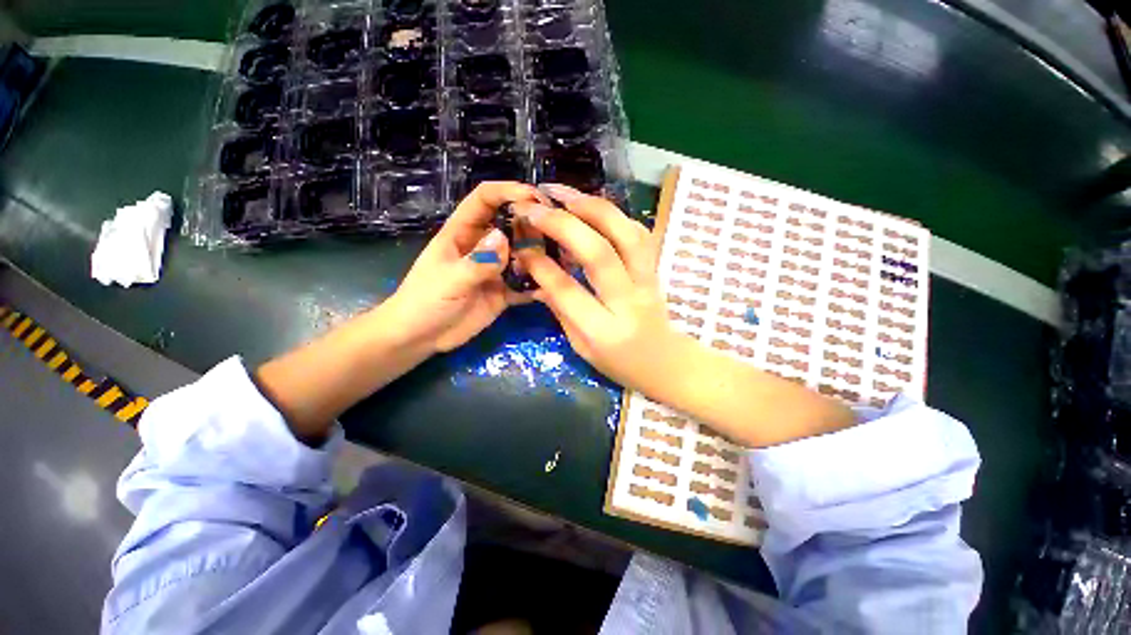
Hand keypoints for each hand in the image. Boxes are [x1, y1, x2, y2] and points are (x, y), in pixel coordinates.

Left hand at [385, 181, 542, 352]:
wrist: (420, 338)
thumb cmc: (424, 302)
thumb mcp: (448, 280)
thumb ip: (477, 262)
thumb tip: (503, 237)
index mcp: (463, 233)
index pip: (485, 199)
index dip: (508, 191)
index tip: (535, 197)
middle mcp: (483, 246)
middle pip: (512, 224)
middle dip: (533, 224)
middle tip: (558, 234)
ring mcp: (496, 270)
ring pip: (523, 253)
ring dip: (540, 254)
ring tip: (562, 260)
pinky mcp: (504, 291)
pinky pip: (525, 283)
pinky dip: (539, 284)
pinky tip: (554, 286)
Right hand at [516, 184, 853, 445]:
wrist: (668, 364)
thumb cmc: (621, 365)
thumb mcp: (582, 349)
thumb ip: (561, 311)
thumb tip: (539, 276)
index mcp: (603, 332)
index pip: (567, 291)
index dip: (541, 266)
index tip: (522, 247)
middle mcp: (628, 302)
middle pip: (599, 254)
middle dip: (564, 225)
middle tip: (537, 206)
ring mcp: (647, 282)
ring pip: (626, 235)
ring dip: (593, 208)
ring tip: (563, 194)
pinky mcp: (656, 270)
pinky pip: (639, 234)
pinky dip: (615, 214)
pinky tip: (593, 205)